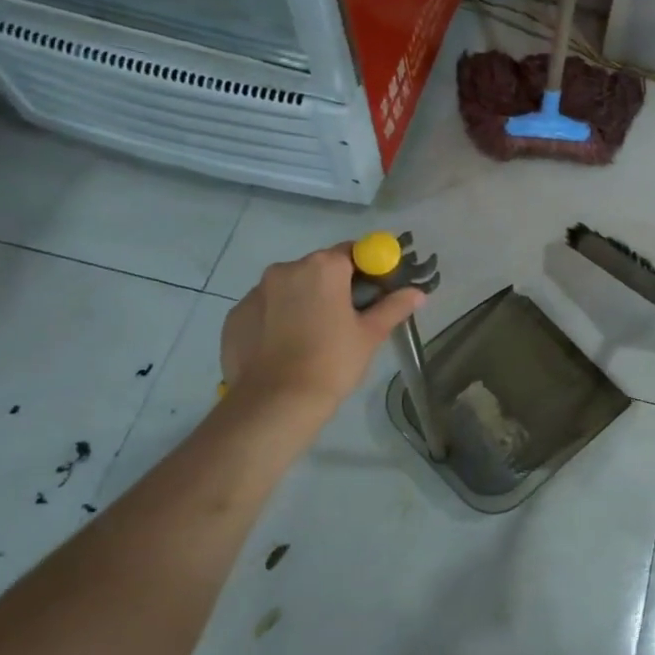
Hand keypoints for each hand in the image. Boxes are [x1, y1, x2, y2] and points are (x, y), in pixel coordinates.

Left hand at [220, 244, 424, 415]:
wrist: (275, 403)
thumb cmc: (332, 362)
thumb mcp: (370, 335)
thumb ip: (394, 307)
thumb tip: (418, 293)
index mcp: (323, 267)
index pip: (353, 251)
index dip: (368, 269)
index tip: (374, 293)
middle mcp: (286, 269)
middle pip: (319, 268)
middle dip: (334, 286)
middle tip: (347, 319)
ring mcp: (255, 292)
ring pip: (289, 288)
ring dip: (303, 301)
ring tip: (312, 337)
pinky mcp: (235, 316)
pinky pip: (265, 308)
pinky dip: (277, 319)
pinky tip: (285, 348)